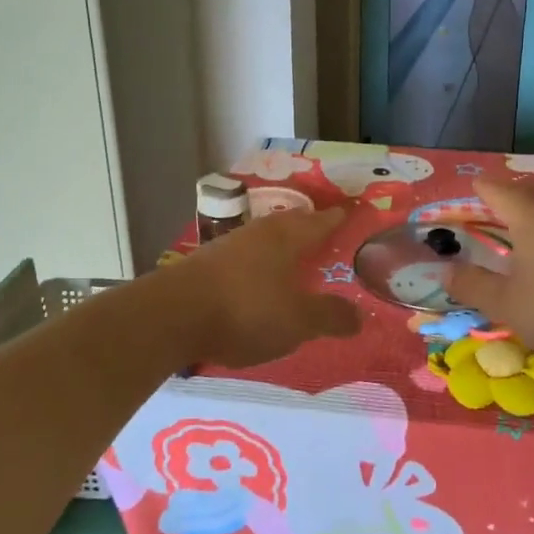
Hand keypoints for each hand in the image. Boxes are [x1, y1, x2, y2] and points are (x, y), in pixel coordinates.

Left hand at [161, 208, 361, 367]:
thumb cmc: (246, 311)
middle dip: (306, 226)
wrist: (173, 316)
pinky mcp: (204, 265)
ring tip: (291, 255)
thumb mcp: (298, 321)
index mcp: (286, 238)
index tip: (347, 212)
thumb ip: (329, 316)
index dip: (335, 219)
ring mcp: (227, 247)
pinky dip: (256, 263)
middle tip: (322, 230)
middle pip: (288, 224)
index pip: (318, 222)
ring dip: (279, 245)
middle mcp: (257, 233)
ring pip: (262, 238)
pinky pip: (242, 257)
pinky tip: (255, 278)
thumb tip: (361, 316)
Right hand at [445, 180, 533, 360]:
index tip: (468, 193)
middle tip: (493, 212)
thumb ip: (474, 287)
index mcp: (530, 216)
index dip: (478, 190)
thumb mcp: (509, 307)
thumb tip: (445, 270)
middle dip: (507, 198)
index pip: (496, 190)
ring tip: (527, 229)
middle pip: (528, 191)